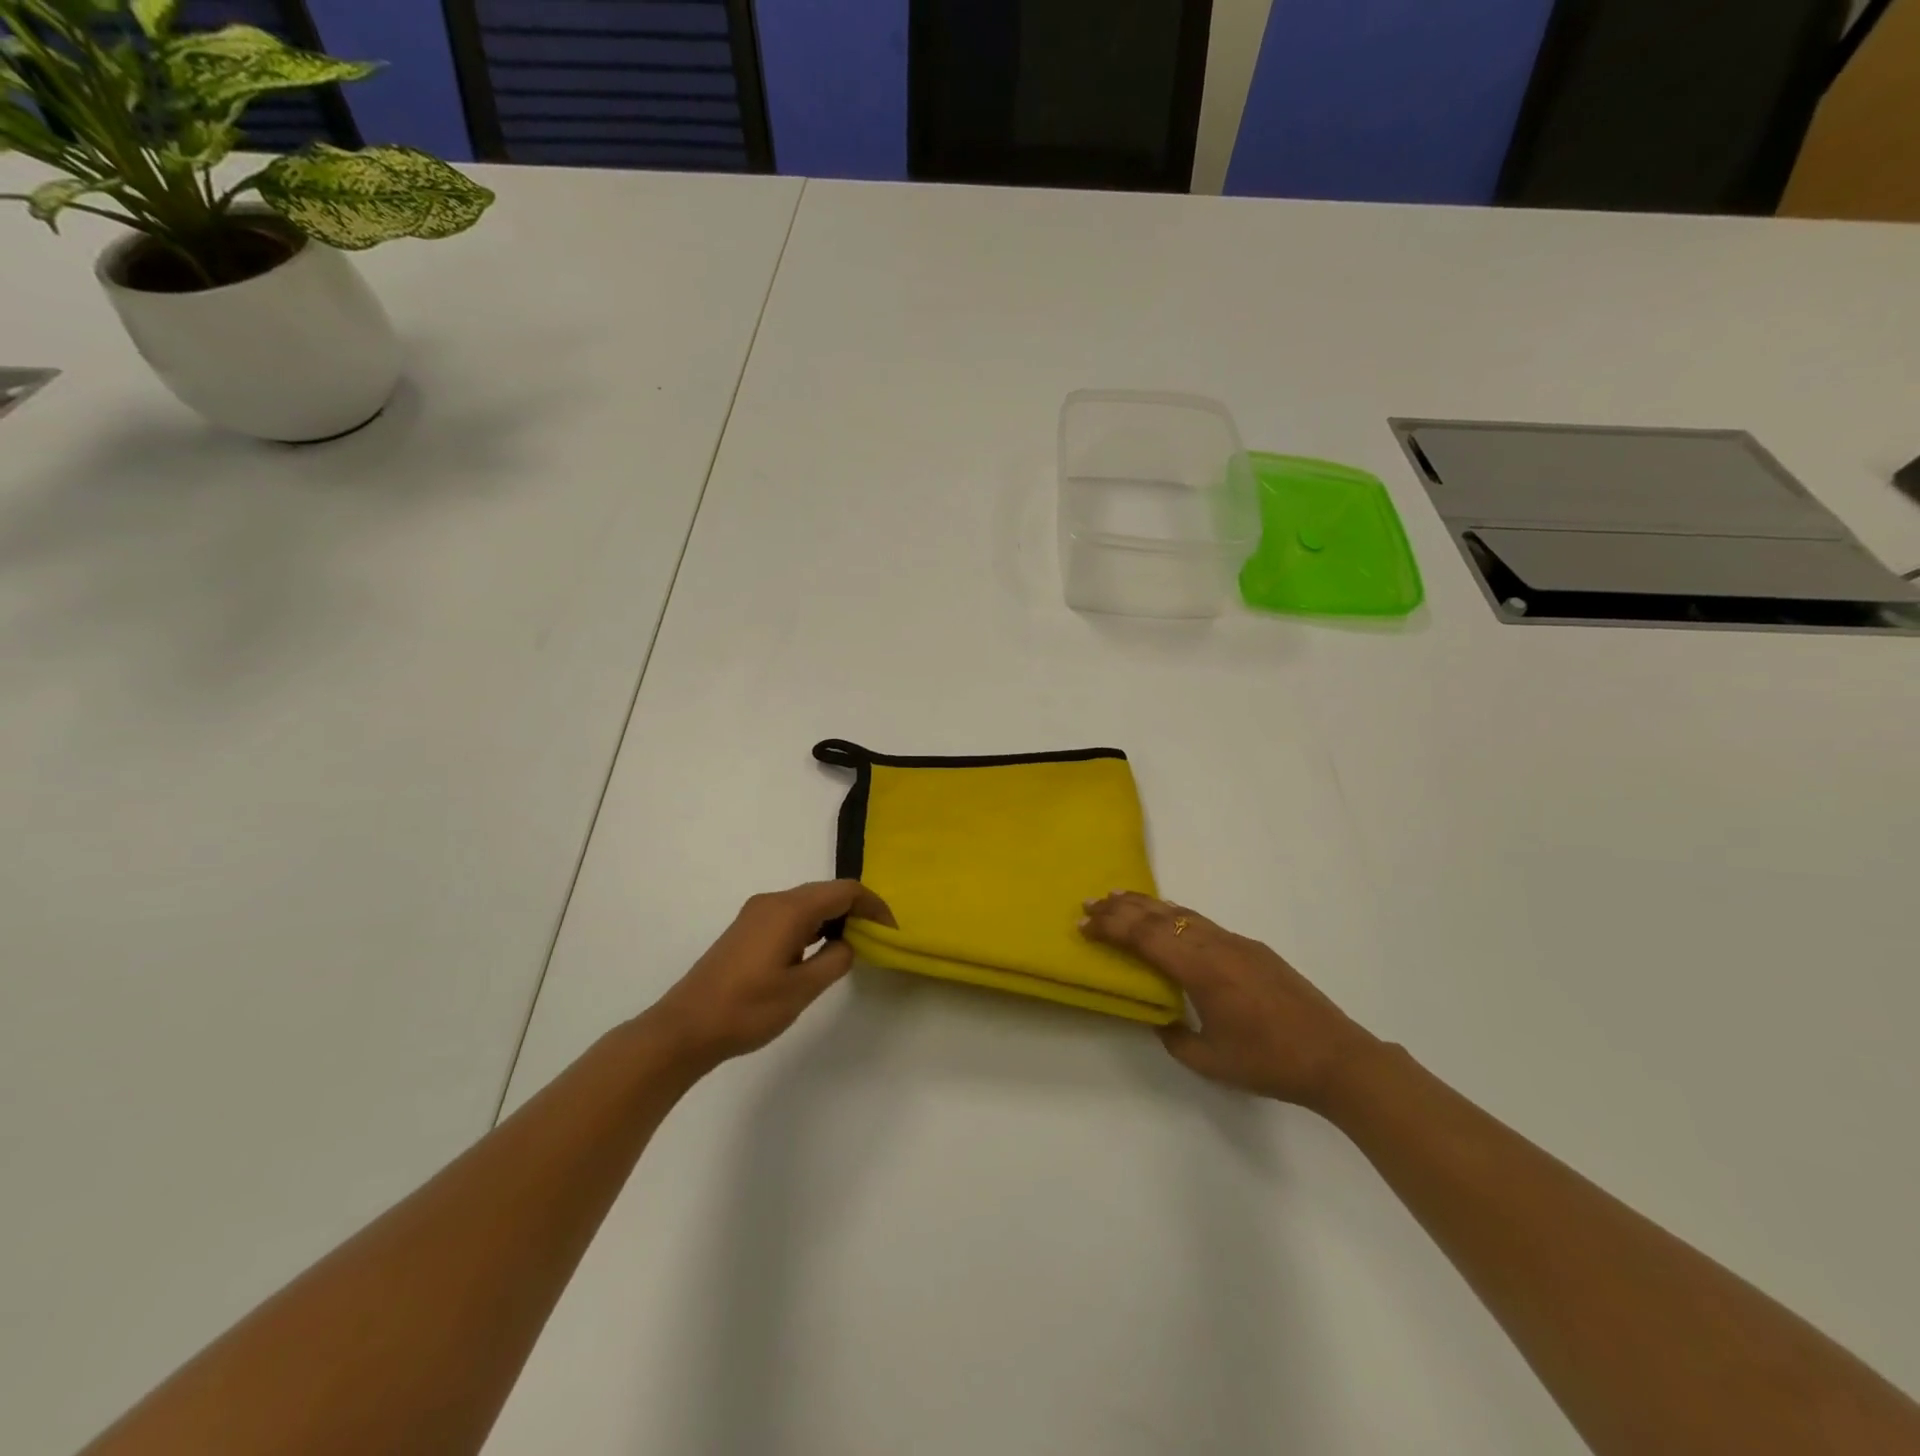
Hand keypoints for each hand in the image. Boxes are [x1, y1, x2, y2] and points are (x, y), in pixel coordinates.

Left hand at [646, 880, 894, 1070]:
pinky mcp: (746, 929)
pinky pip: (790, 915)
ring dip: (834, 917)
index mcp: (789, 910)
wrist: (685, 1028)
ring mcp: (756, 914)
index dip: (873, 905)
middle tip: (878, 939)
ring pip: (808, 903)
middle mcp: (773, 901)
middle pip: (826, 892)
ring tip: (854, 946)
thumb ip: (835, 960)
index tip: (892, 930)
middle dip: (856, 909)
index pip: (844, 891)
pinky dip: (813, 925)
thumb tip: (847, 943)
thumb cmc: (746, 1009)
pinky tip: (818, 950)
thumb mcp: (802, 990)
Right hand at [1081, 892, 1377, 1107]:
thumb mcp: (1210, 1061)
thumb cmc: (1269, 1062)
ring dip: (1147, 906)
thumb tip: (1160, 1018)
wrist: (1336, 1057)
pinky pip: (1203, 922)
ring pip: (1182, 913)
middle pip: (1160, 916)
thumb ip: (1174, 1038)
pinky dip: (1175, 915)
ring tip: (1119, 899)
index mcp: (1200, 970)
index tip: (1084, 925)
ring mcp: (1237, 943)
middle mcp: (1215, 946)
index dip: (1111, 928)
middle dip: (1121, 908)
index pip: (1145, 938)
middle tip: (1090, 903)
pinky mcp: (1253, 948)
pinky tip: (1167, 918)